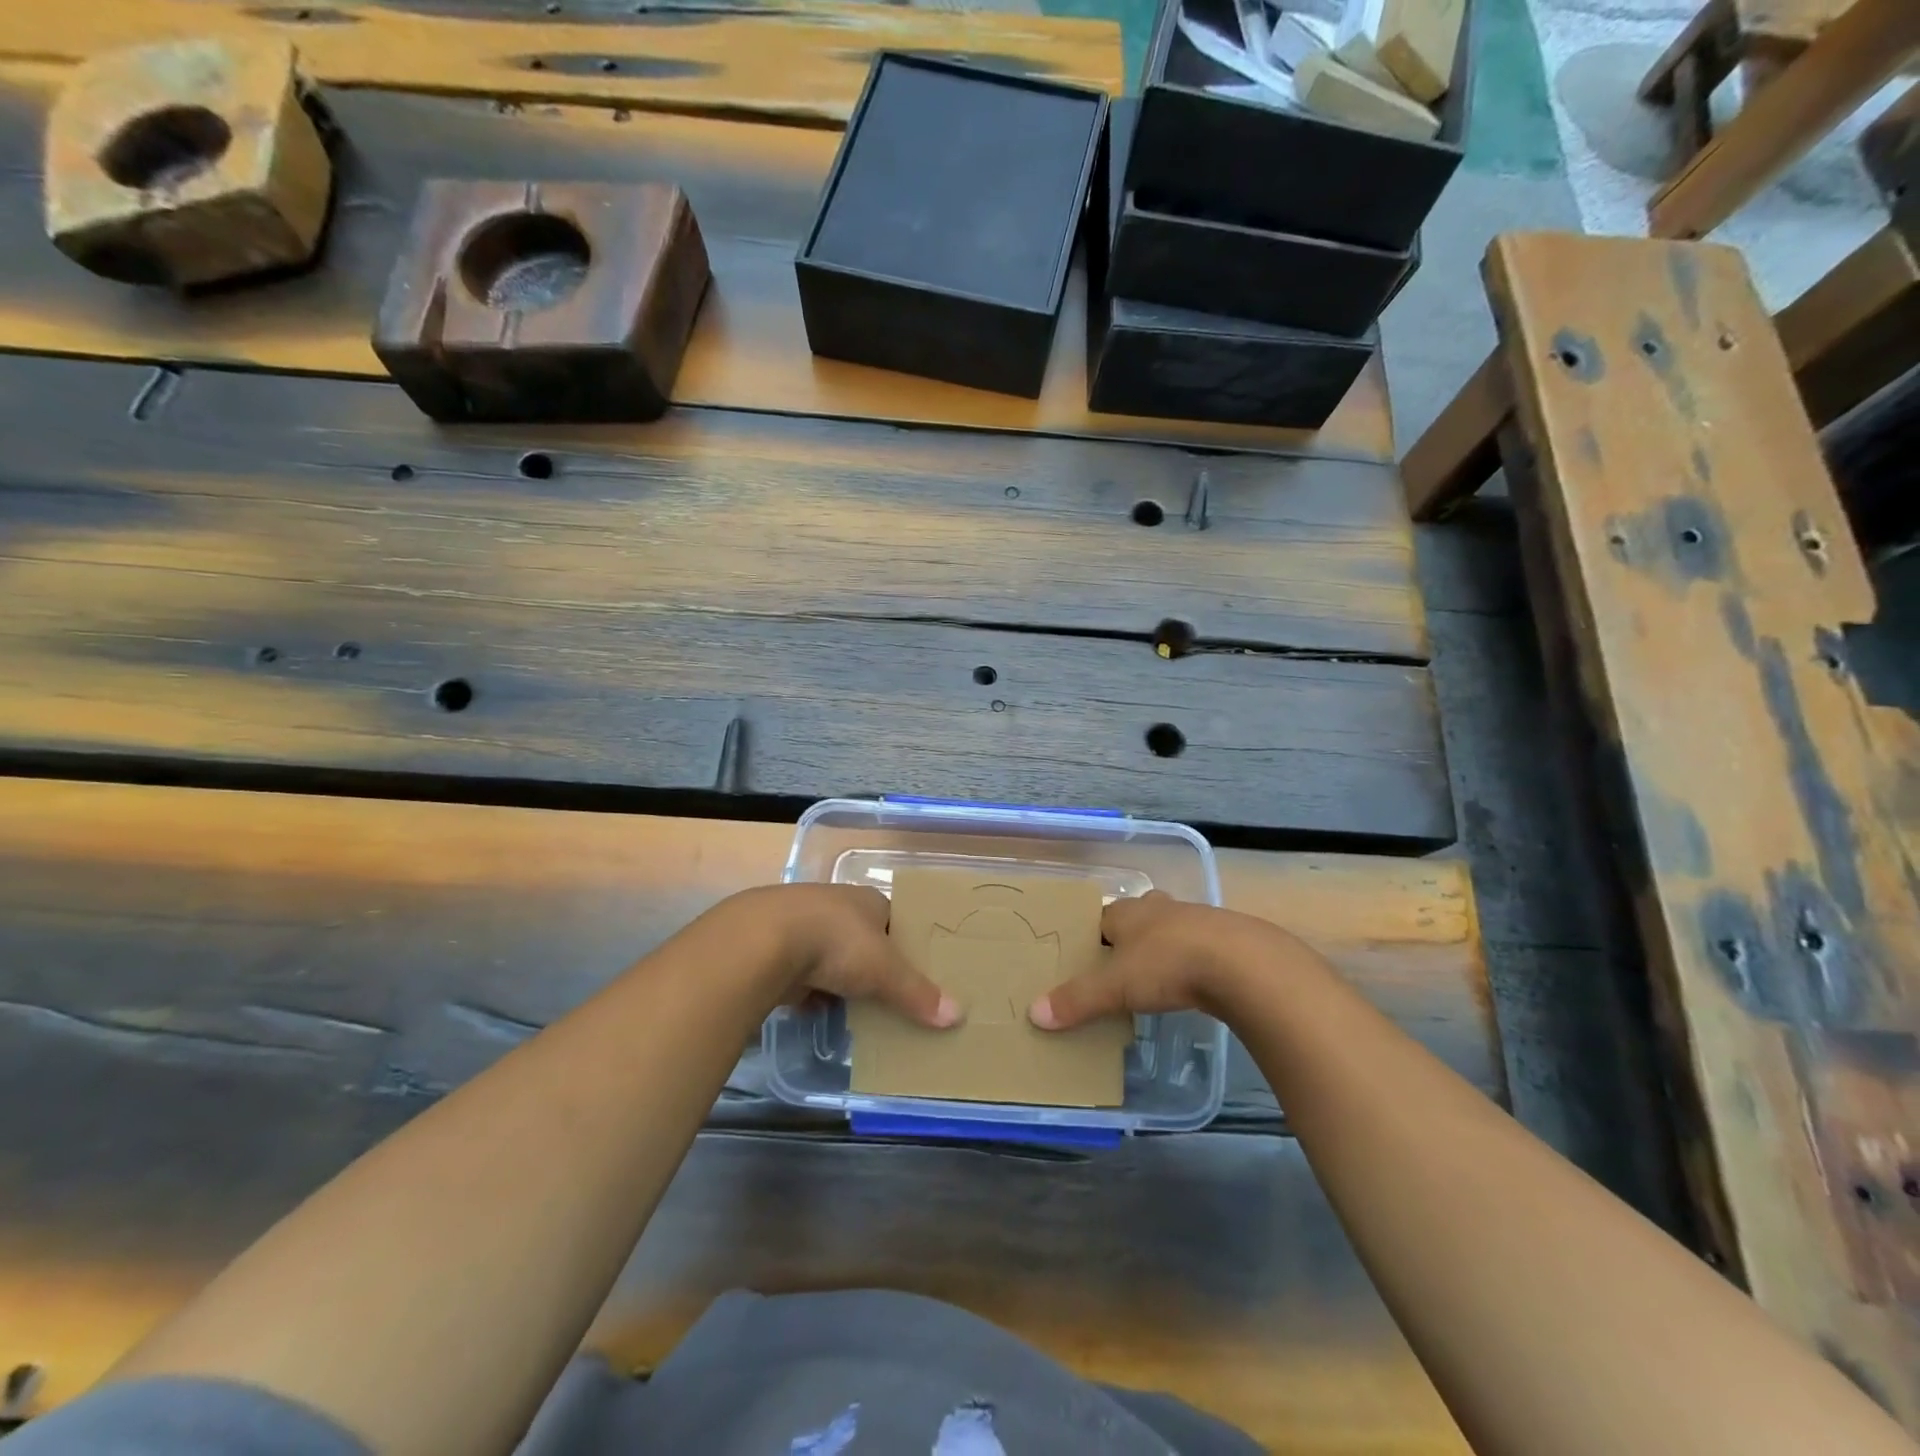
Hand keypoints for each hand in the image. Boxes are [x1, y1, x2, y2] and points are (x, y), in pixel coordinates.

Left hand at [735, 884, 961, 1029]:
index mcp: (867, 900)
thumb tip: (958, 1015)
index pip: (894, 919)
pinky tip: (817, 1011)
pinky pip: (802, 974)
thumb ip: (917, 994)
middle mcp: (836, 906)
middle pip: (862, 938)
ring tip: (856, 1009)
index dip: (905, 943)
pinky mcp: (775, 949)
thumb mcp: (884, 970)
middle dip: (871, 965)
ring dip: (839, 979)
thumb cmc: (836, 943)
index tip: (916, 970)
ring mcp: (802, 925)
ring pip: (830, 956)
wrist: (762, 941)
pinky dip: (810, 991)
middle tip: (888, 995)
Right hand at [1028, 891, 1320, 1029]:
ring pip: (1168, 930)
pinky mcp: (1225, 941)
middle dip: (1127, 936)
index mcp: (1128, 912)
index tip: (1082, 956)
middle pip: (1135, 918)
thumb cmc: (1167, 963)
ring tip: (1151, 976)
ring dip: (1160, 947)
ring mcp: (1195, 920)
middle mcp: (1158, 909)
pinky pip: (1197, 948)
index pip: (1100, 917)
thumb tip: (1033, 1014)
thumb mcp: (1115, 986)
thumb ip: (1077, 1000)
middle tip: (1116, 965)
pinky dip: (1189, 962)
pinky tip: (1188, 983)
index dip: (1090, 935)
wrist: (1242, 964)